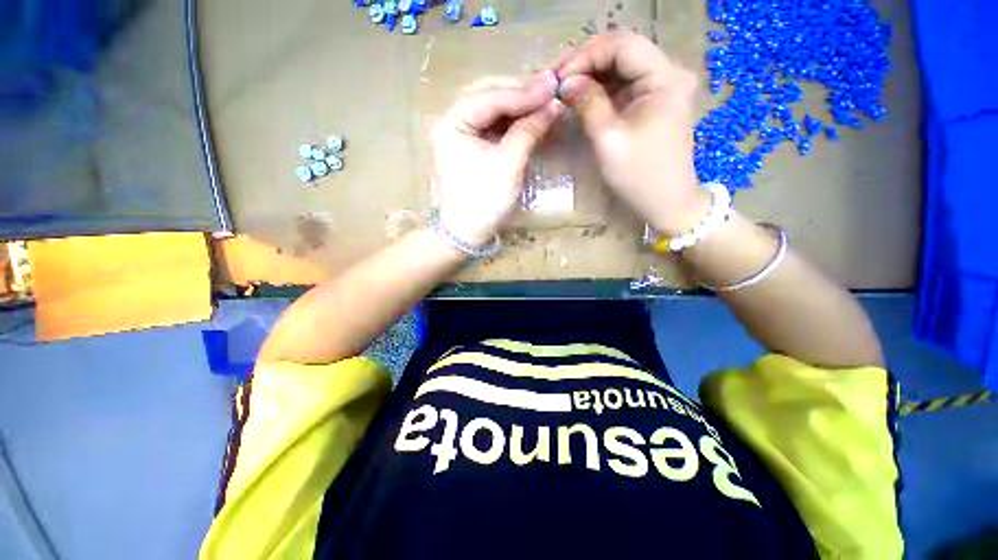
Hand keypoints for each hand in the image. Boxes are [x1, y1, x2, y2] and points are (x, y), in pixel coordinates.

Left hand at [432, 72, 562, 244]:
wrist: (466, 233)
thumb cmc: (484, 201)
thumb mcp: (509, 164)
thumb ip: (529, 130)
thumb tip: (554, 104)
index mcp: (452, 122)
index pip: (490, 97)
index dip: (523, 92)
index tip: (554, 85)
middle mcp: (451, 121)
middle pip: (488, 97)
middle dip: (520, 95)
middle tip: (550, 92)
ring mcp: (460, 134)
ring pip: (492, 110)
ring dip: (518, 108)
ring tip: (544, 104)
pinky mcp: (470, 147)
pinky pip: (492, 127)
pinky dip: (512, 123)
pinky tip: (530, 121)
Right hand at [556, 32, 707, 236]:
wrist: (666, 203)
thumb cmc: (638, 176)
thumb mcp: (608, 140)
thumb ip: (588, 104)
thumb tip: (566, 82)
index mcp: (665, 78)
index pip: (622, 46)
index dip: (587, 55)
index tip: (559, 76)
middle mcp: (669, 74)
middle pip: (623, 52)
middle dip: (588, 62)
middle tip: (558, 80)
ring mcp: (663, 88)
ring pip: (623, 68)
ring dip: (593, 75)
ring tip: (565, 88)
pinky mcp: (655, 102)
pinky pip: (625, 86)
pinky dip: (602, 89)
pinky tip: (583, 97)